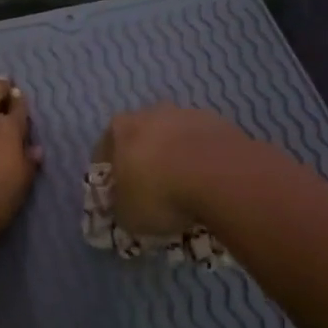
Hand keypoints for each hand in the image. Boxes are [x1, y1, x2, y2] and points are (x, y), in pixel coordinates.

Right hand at [93, 104, 246, 235]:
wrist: (221, 178)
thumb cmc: (160, 194)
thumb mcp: (127, 214)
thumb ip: (120, 206)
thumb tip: (123, 205)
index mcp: (120, 129)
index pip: (105, 147)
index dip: (110, 170)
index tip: (117, 191)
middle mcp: (151, 114)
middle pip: (142, 135)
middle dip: (144, 158)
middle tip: (152, 187)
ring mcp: (188, 115)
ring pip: (176, 136)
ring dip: (176, 155)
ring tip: (185, 186)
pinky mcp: (221, 123)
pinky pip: (204, 143)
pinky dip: (203, 158)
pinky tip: (209, 181)